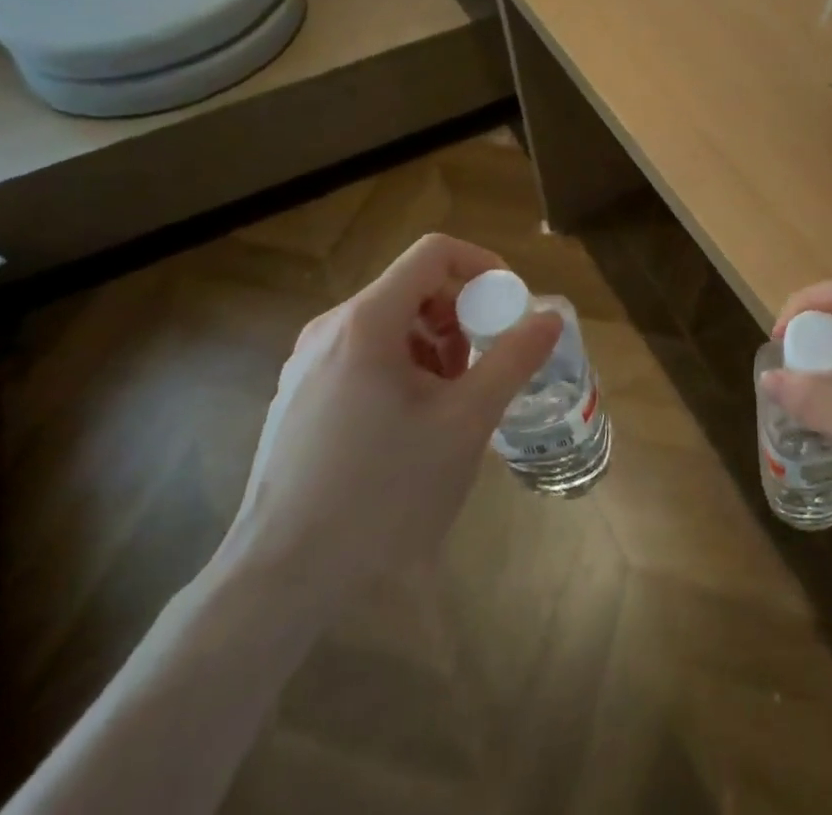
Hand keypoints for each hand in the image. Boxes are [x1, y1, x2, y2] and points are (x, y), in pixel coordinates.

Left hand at [216, 234, 560, 603]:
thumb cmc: (383, 491)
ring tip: (452, 400)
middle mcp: (330, 328)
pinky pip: (363, 355)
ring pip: (389, 323)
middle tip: (485, 362)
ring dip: (434, 344)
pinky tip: (411, 424)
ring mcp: (307, 364)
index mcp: (367, 320)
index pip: (434, 252)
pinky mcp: (298, 397)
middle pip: (412, 287)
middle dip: (461, 313)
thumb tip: (549, 317)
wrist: (281, 578)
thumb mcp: (466, 422)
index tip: (510, 306)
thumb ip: (513, 359)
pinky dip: (402, 367)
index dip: (483, 265)